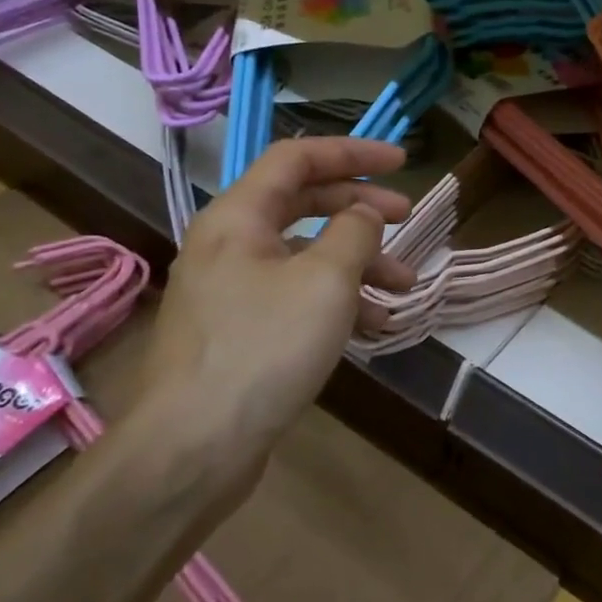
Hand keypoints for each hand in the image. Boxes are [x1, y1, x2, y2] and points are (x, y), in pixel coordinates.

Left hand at [133, 138, 414, 496]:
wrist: (193, 449)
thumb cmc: (263, 349)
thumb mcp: (325, 281)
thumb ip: (354, 233)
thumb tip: (364, 214)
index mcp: (238, 217)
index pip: (298, 158)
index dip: (352, 152)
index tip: (401, 161)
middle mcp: (230, 245)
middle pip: (303, 204)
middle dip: (360, 208)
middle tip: (407, 217)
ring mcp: (232, 291)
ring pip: (305, 255)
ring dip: (357, 262)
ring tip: (403, 286)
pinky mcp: (241, 332)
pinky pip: (296, 296)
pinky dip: (337, 300)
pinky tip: (373, 325)